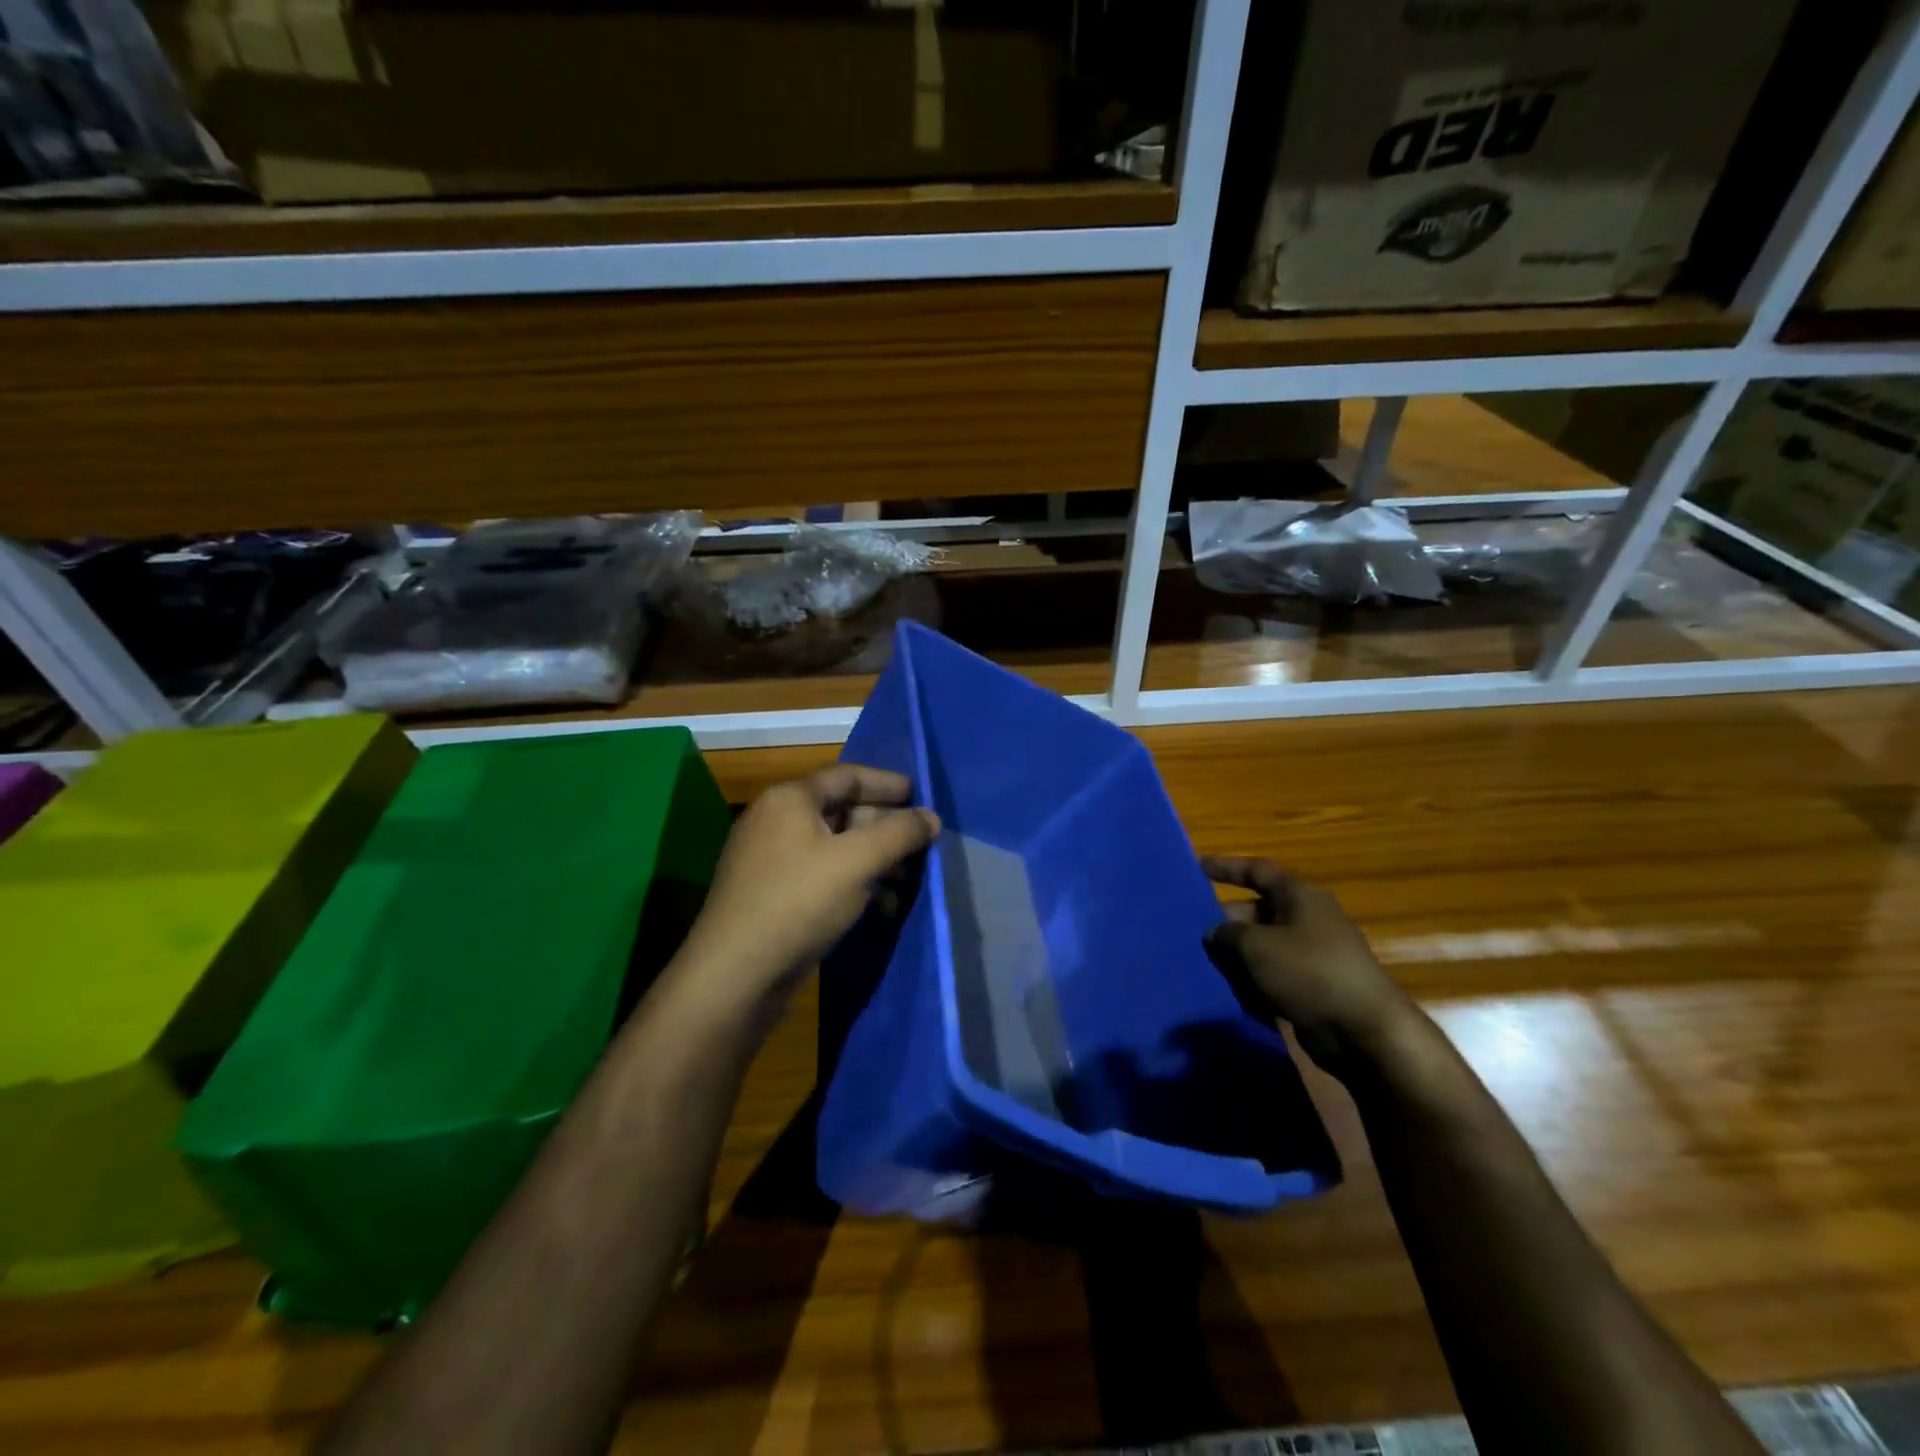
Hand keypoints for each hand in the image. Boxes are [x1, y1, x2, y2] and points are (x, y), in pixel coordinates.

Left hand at [682, 764, 939, 1001]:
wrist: (735, 975)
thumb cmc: (799, 902)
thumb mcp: (858, 861)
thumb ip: (900, 833)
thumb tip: (931, 817)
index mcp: (790, 799)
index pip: (848, 776)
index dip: (888, 784)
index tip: (922, 797)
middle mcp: (776, 820)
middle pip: (842, 810)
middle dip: (885, 826)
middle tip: (921, 843)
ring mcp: (770, 859)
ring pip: (834, 846)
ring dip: (873, 857)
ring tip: (907, 878)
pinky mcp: (771, 894)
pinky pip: (821, 874)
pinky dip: (853, 881)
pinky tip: (879, 904)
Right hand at [1201, 856, 1421, 1076]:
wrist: (1364, 1032)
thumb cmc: (1308, 972)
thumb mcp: (1255, 946)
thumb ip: (1227, 933)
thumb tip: (1216, 932)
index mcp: (1300, 897)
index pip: (1258, 871)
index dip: (1227, 867)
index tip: (1197, 867)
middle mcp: (1309, 919)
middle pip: (1258, 911)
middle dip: (1227, 922)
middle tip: (1194, 934)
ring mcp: (1315, 955)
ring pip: (1264, 946)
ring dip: (1238, 957)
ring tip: (1206, 967)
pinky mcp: (1316, 987)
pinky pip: (1276, 975)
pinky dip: (1255, 981)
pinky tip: (1234, 994)